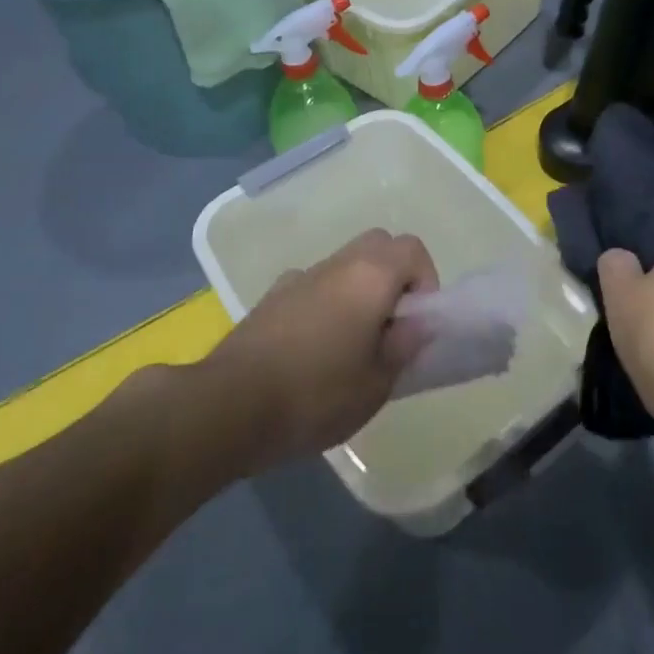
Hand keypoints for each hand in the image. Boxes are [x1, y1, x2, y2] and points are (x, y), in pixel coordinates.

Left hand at [202, 228, 437, 469]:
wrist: (229, 407)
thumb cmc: (315, 395)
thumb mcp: (376, 384)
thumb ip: (404, 346)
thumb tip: (416, 323)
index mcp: (369, 277)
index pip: (412, 248)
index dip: (425, 280)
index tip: (415, 322)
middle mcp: (335, 265)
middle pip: (377, 246)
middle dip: (393, 277)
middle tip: (390, 326)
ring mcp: (298, 278)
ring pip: (343, 265)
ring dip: (358, 291)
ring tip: (351, 345)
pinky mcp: (270, 298)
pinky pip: (311, 287)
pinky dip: (323, 303)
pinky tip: (312, 349)